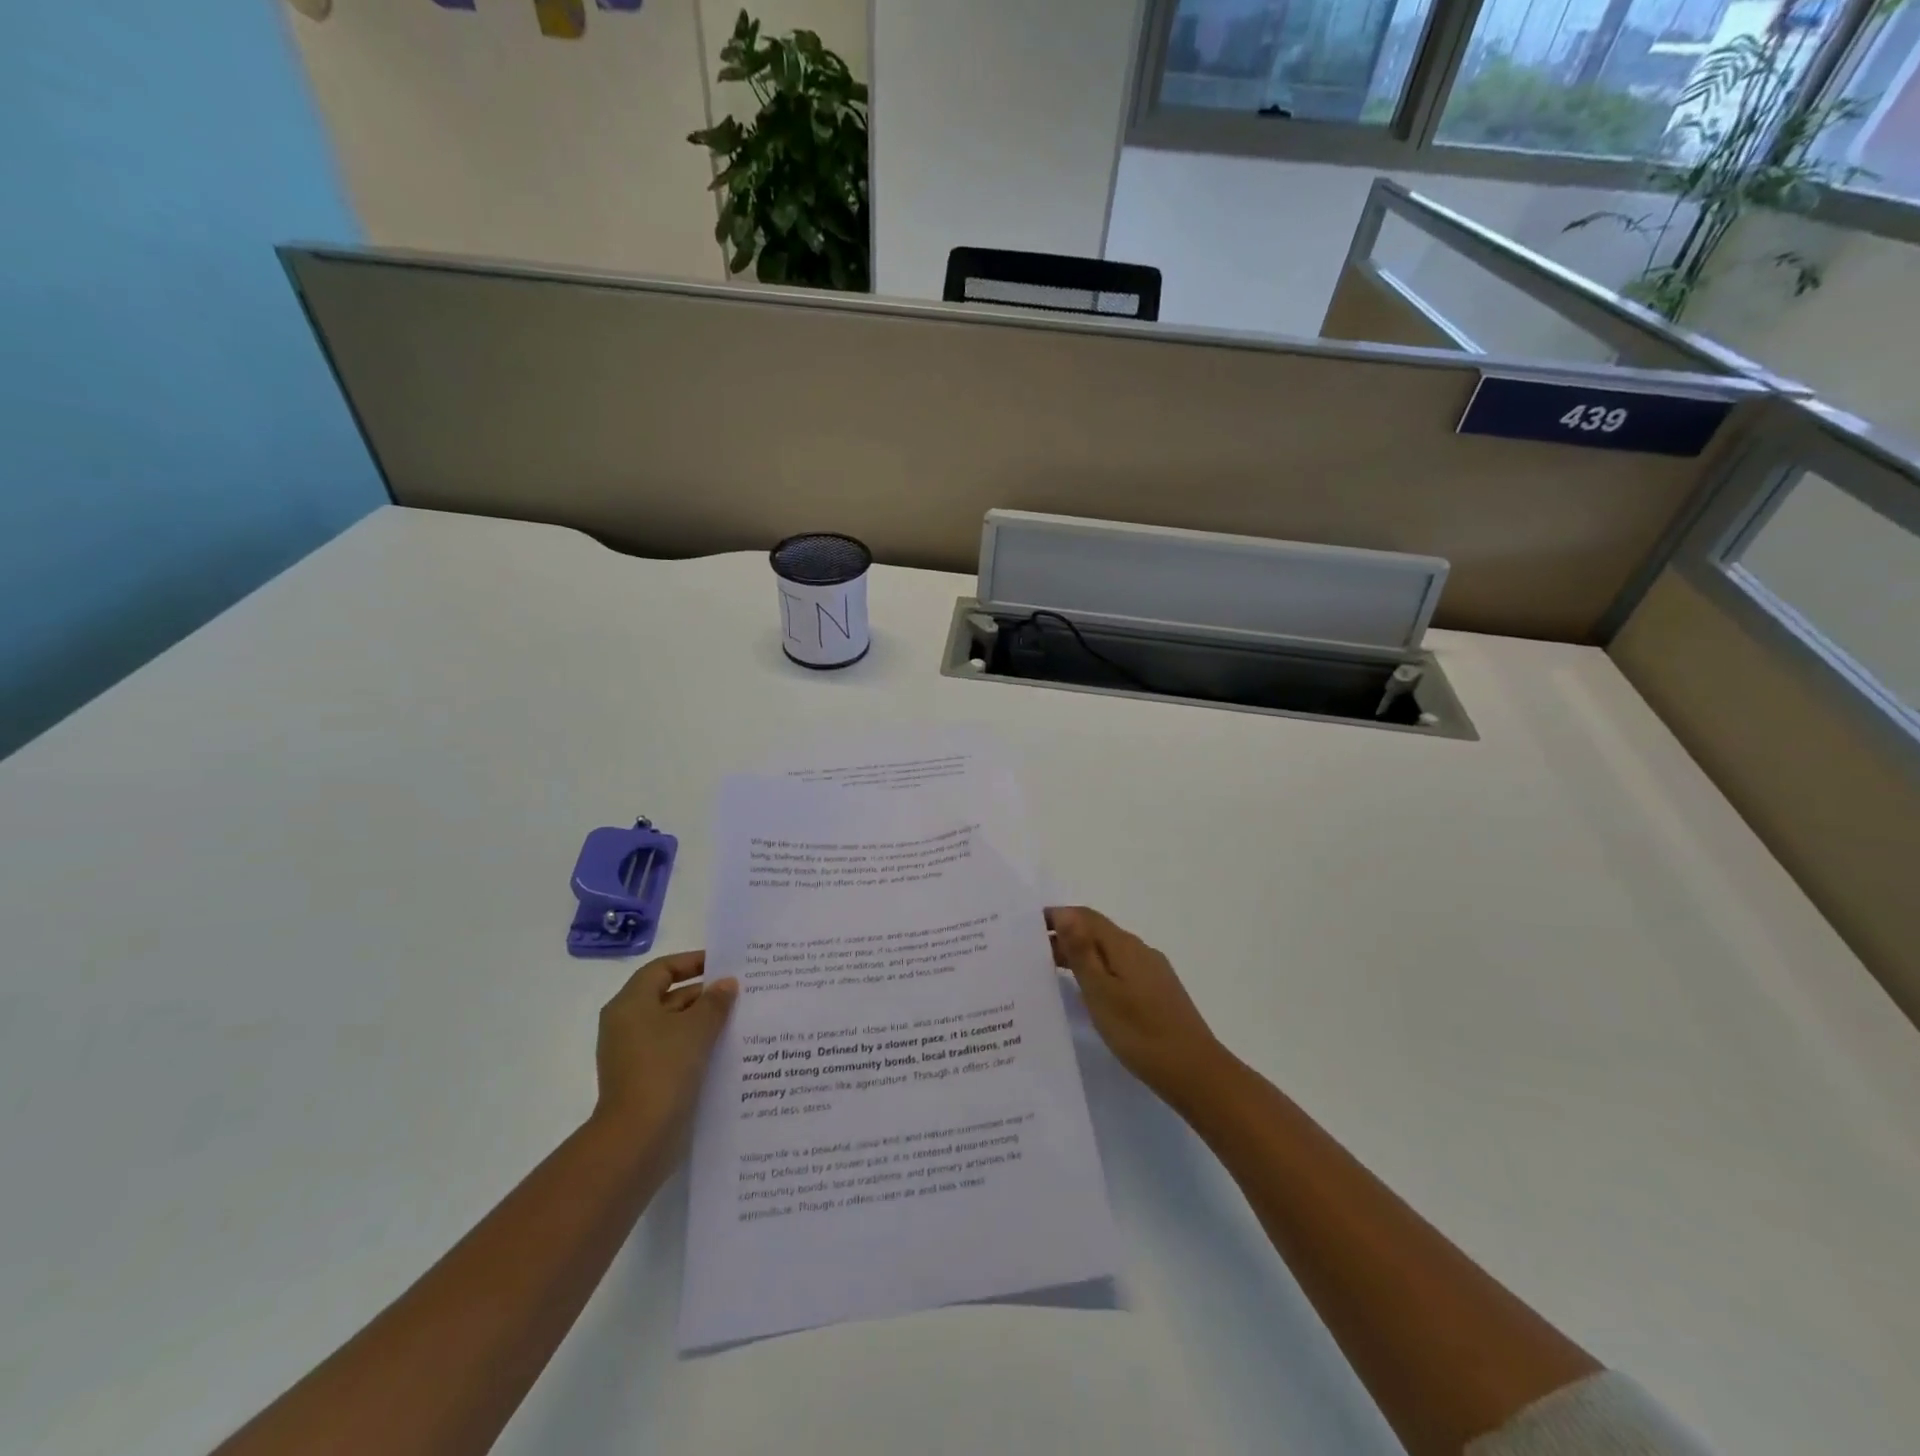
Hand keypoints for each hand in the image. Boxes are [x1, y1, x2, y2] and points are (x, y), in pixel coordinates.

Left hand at [593, 951, 738, 1143]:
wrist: (638, 1138)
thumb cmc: (664, 1069)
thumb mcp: (697, 1028)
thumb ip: (715, 1001)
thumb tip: (727, 984)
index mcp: (630, 1004)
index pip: (662, 969)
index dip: (693, 962)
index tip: (724, 964)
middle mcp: (626, 1024)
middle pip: (668, 996)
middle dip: (704, 994)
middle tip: (740, 993)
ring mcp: (633, 1054)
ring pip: (673, 1026)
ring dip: (703, 1021)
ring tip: (739, 1020)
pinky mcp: (643, 1079)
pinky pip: (673, 1051)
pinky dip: (696, 1046)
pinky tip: (724, 1050)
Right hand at [1047, 907, 1225, 1106]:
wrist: (1195, 1073)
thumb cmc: (1140, 1032)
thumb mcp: (1101, 992)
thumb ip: (1082, 951)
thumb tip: (1064, 912)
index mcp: (1124, 946)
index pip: (1085, 916)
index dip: (1056, 916)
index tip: (1026, 926)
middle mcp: (1139, 951)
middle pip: (1097, 932)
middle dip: (1064, 936)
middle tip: (1030, 953)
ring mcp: (1151, 972)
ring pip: (1108, 952)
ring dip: (1080, 955)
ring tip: (1050, 972)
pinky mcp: (1157, 992)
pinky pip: (1119, 969)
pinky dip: (1097, 971)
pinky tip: (1087, 993)